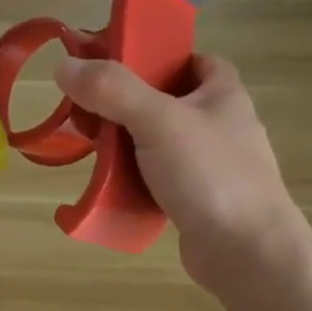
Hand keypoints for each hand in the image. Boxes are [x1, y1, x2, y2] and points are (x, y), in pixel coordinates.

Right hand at [54, 53, 305, 296]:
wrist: (248, 255)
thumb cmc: (211, 175)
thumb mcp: (158, 120)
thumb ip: (111, 90)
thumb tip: (63, 65)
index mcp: (223, 95)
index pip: (193, 59)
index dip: (158, 56)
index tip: (117, 65)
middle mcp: (221, 125)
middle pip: (166, 100)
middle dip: (127, 103)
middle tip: (89, 108)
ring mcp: (211, 166)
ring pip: (159, 142)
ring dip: (126, 143)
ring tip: (92, 147)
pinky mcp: (199, 200)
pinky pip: (158, 178)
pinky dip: (134, 178)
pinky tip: (110, 184)